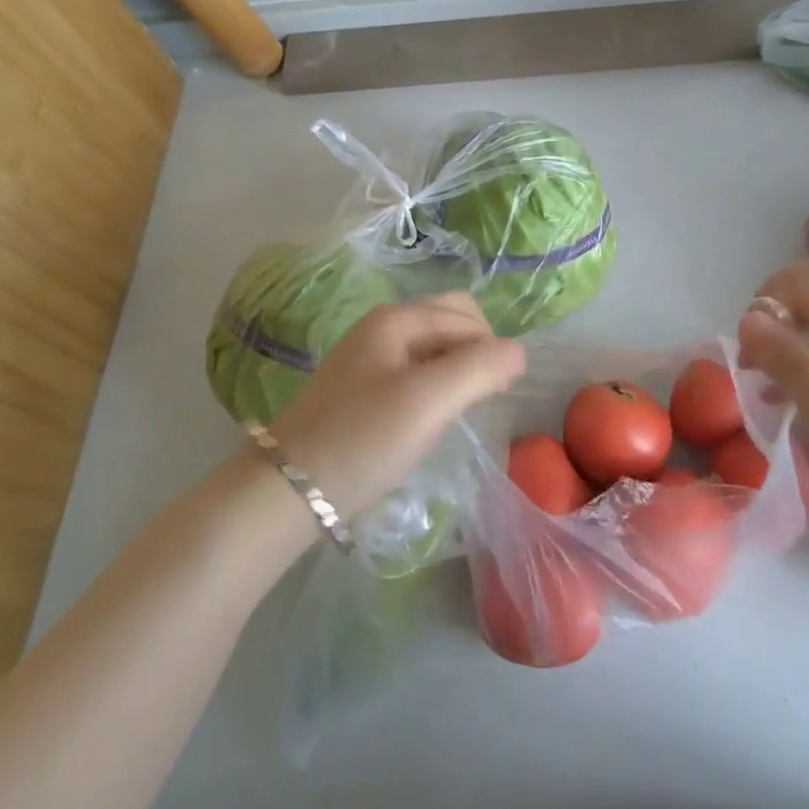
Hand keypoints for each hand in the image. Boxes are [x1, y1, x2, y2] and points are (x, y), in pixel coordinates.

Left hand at [266, 292, 525, 521]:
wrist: (289, 491)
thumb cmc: (364, 439)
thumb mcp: (429, 401)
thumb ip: (480, 368)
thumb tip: (518, 352)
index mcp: (396, 318)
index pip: (467, 317)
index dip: (491, 349)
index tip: (495, 395)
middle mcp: (382, 327)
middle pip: (451, 322)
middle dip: (476, 352)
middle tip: (480, 397)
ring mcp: (369, 358)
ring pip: (434, 349)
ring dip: (457, 371)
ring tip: (458, 412)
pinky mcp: (363, 389)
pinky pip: (416, 372)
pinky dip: (436, 387)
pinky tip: (431, 420)